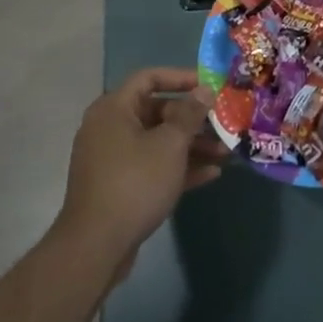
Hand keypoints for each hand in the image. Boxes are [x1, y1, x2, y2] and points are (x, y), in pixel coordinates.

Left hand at [53, 68, 224, 277]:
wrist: (97, 244)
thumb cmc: (135, 183)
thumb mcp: (169, 145)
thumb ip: (189, 114)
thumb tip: (204, 90)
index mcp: (114, 109)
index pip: (149, 78)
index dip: (181, 77)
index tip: (210, 86)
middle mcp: (109, 127)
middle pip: (156, 111)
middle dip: (192, 119)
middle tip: (223, 124)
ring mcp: (113, 158)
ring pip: (157, 141)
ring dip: (191, 145)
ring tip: (225, 153)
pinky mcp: (119, 184)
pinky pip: (152, 166)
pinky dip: (178, 167)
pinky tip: (210, 175)